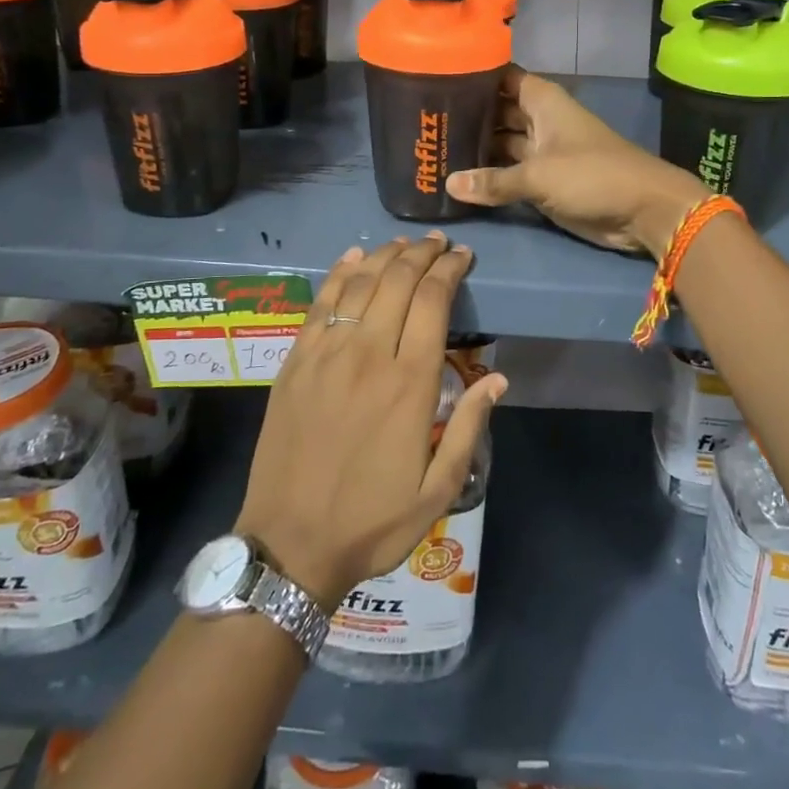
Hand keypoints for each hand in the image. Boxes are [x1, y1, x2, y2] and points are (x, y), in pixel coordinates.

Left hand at [235, 234, 505, 607]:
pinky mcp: (295, 361)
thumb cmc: (372, 521)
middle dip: (422, 254)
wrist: (290, 545)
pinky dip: (338, 273)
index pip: (434, 301)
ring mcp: (326, 354)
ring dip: (385, 255)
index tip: (463, 255)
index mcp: (410, 384)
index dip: (450, 269)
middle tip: (438, 243)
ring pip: (360, 283)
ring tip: (404, 244)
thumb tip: (498, 378)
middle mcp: (369, 355)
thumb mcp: (437, 491)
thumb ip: (470, 428)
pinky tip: (353, 257)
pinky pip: (320, 303)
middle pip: (398, 281)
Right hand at [445, 67, 709, 258]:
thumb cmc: (593, 175)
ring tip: (430, 150)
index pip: (500, 77)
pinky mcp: (543, 180)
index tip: (433, 78)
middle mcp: (539, 120)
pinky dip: (488, 176)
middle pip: (495, 112)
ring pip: (500, 144)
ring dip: (474, 149)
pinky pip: (509, 173)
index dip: (471, 76)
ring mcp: (541, 151)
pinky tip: (456, 180)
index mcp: (542, 101)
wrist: (643, 211)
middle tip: (422, 123)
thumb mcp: (539, 175)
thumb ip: (493, 181)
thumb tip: (449, 185)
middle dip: (465, 117)